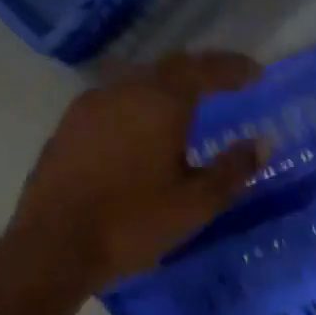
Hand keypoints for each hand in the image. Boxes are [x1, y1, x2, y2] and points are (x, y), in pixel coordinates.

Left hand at [3, 53, 266, 293]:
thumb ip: (232, 170)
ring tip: (183, 108)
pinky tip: (139, 132)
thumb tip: (262, 144)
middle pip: (169, 68)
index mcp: (159, 101)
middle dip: (200, 73)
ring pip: (136, 83)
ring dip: (164, 89)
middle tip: (223, 84)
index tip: (256, 73)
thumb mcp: (194, 204)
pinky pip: (111, 103)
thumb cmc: (131, 223)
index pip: (204, 69)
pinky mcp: (66, 127)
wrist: (53, 246)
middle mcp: (123, 90)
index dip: (233, 68)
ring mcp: (88, 106)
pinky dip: (135, 108)